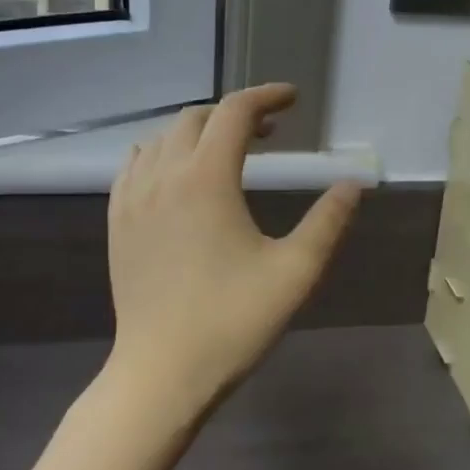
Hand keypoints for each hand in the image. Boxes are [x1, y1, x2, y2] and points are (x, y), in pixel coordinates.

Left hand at [103, 84, 361, 416]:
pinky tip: (178, 176)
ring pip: (162, 138)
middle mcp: (163, 175)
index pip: (235, 112)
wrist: (161, 373)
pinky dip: (163, 153)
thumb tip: (352, 184)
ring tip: (228, 151)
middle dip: (236, 113)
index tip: (293, 99)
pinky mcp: (117, 222)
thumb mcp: (295, 272)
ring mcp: (132, 198)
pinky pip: (136, 165)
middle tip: (270, 132)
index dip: (267, 96)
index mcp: (206, 179)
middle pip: (197, 118)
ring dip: (199, 131)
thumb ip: (328, 221)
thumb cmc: (233, 322)